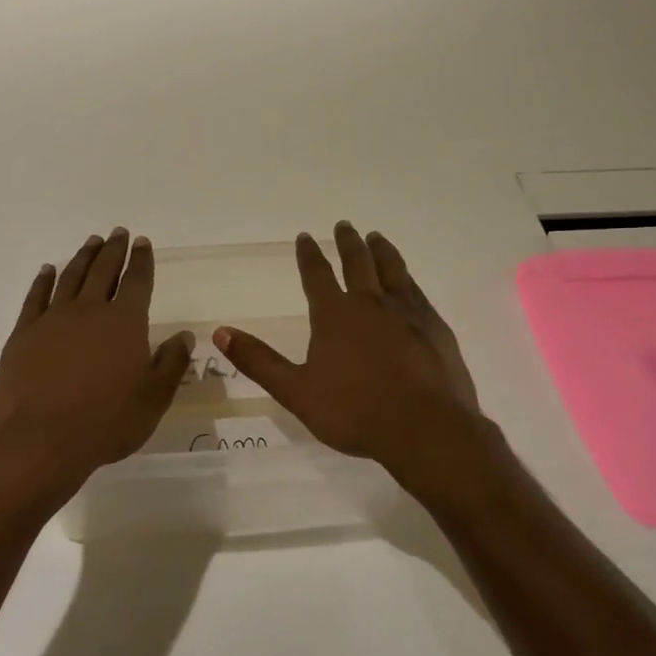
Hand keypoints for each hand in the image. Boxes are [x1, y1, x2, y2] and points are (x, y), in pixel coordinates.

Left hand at [0, 229, 194, 484]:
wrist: (39, 441)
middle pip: (104, 271)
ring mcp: (52, 319)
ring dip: (83, 257)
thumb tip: (184, 336)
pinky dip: (44, 280)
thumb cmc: (105, 423)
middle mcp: (89, 310)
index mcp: (125, 322)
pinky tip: (48, 270)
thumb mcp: (153, 399)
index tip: (143, 242)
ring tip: (91, 242)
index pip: (137, 281)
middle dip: (114, 250)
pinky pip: (36, 297)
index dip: (142, 260)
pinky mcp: (23, 334)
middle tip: (118, 233)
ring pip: (71, 277)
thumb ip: (171, 364)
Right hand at [214, 223, 485, 475]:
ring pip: (392, 270)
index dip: (309, 254)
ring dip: (382, 251)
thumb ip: (259, 361)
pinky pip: (418, 292)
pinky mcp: (435, 327)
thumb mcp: (296, 391)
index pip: (317, 275)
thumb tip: (220, 332)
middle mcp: (371, 304)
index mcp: (335, 315)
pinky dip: (408, 279)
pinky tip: (409, 282)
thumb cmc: (354, 412)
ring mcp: (408, 313)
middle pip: (358, 262)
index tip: (305, 237)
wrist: (425, 429)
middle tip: (344, 225)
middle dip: (348, 242)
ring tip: (377, 238)